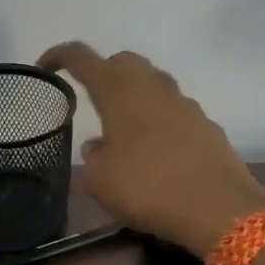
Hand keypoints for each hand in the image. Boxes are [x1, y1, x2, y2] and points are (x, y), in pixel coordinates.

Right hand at [38, 42, 264, 256]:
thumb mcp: (100, 180)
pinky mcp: (206, 125)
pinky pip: (173, 111)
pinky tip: (154, 151)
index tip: (45, 68)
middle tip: (90, 100)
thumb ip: (93, 156)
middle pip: (122, 61)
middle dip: (102, 72)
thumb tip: (99, 145)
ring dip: (132, 96)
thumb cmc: (148, 189)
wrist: (219, 208)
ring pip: (151, 84)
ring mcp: (184, 103)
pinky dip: (157, 120)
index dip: (58, 56)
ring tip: (120, 129)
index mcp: (118, 91)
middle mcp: (152, 87)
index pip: (81, 57)